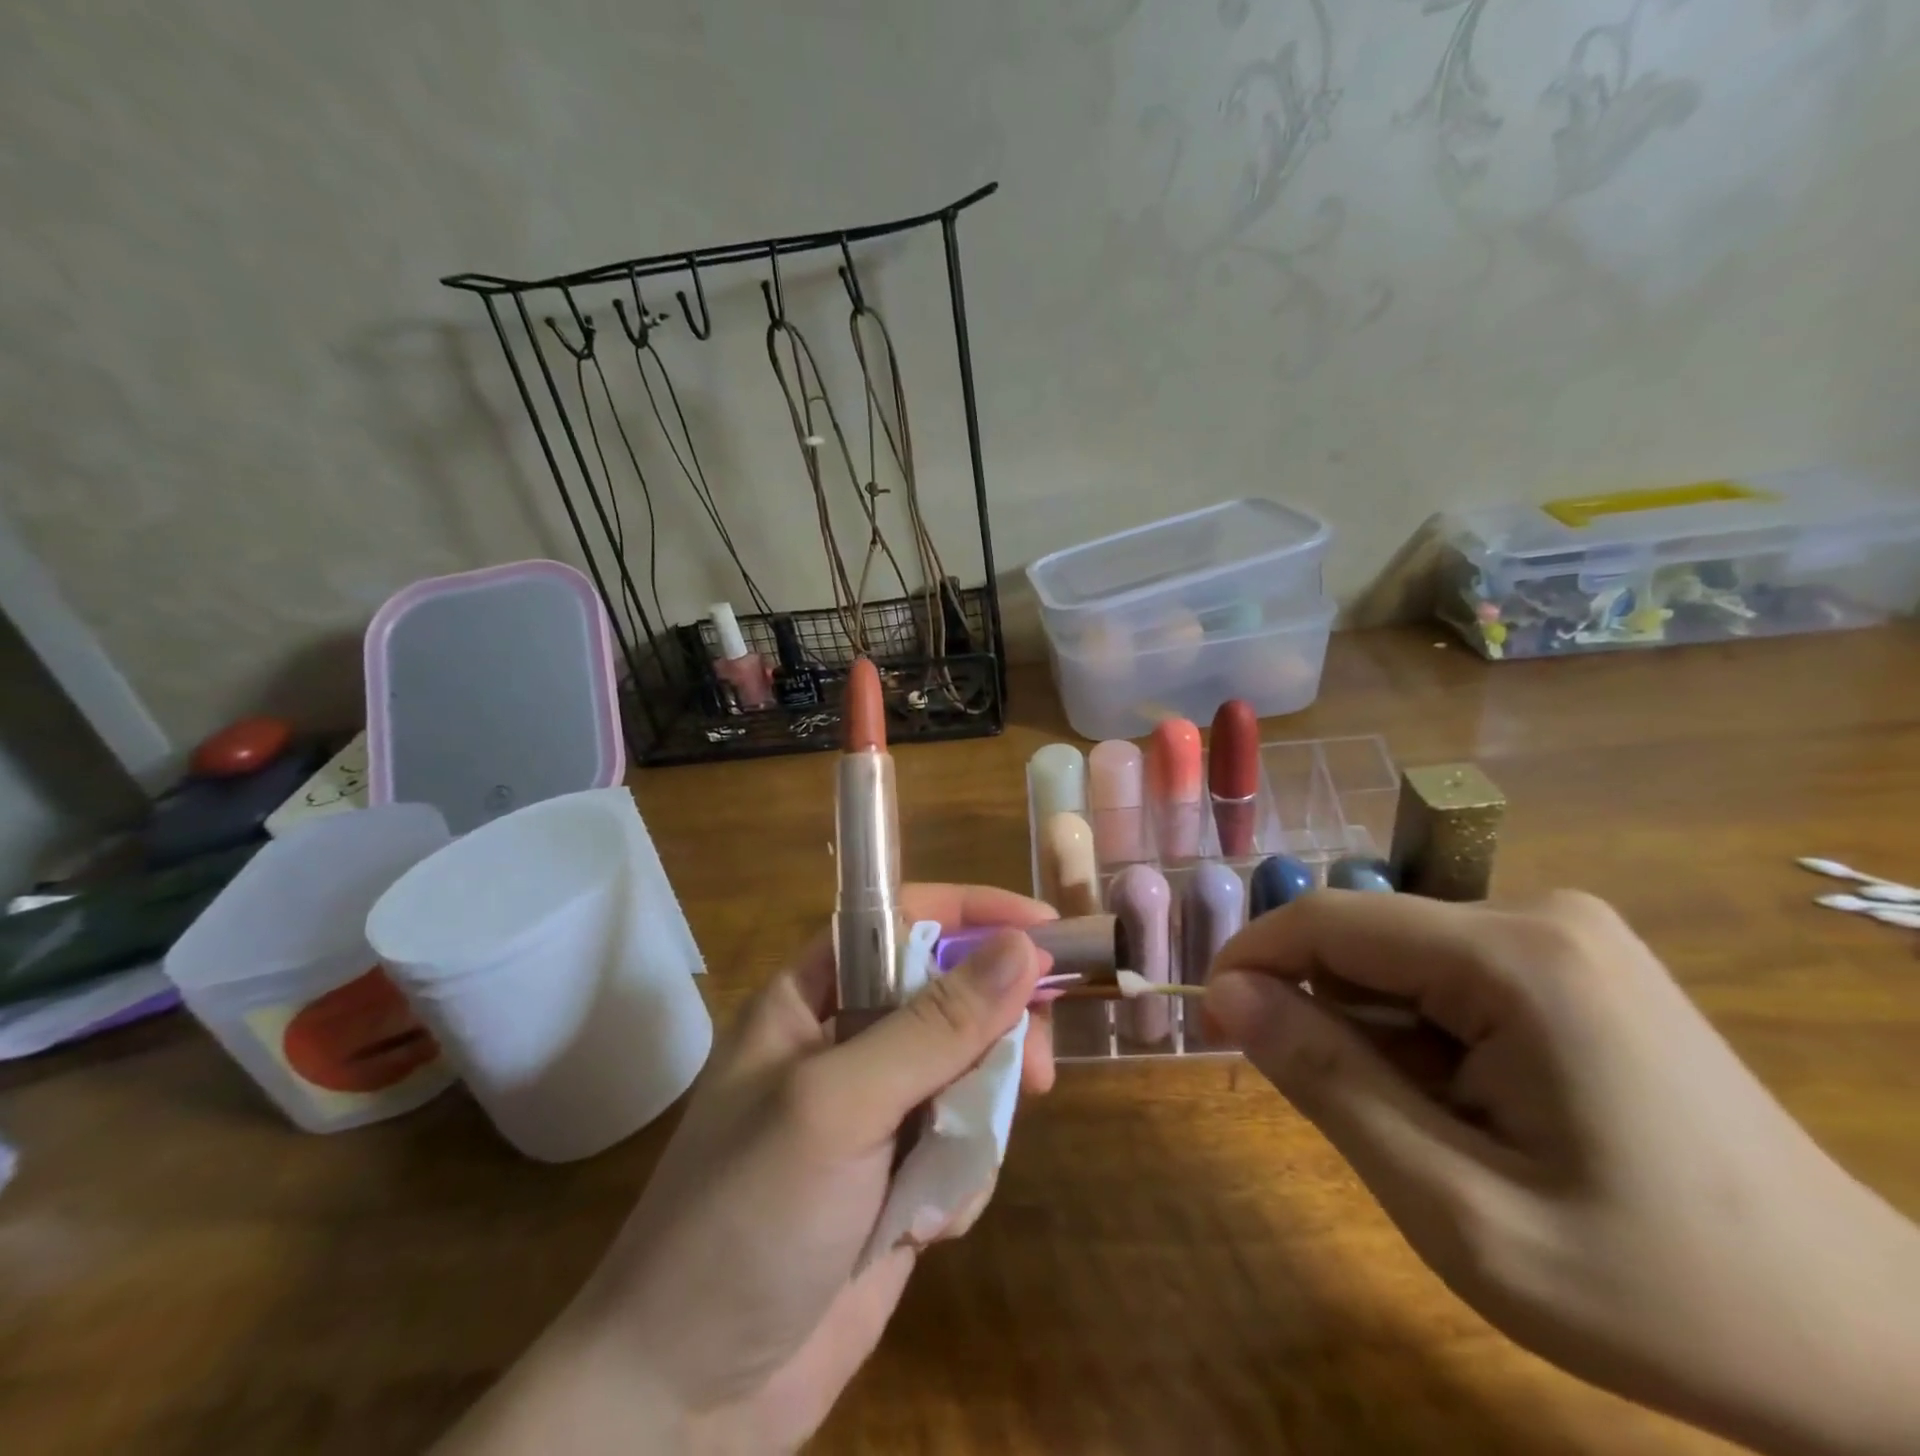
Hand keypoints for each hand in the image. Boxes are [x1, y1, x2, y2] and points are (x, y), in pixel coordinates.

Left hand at [439, 883, 1056, 1455]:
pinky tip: (929, 1226)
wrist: (688, 1400)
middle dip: (995, 1030)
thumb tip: (1022, 950)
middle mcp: (845, 1042)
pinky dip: (963, 1176)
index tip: (1047, 933)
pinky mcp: (898, 1175)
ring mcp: (875, 1111)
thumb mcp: (837, 1107)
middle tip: (1033, 1069)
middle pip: (949, 995)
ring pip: (968, 1071)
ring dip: (978, 1118)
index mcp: (810, 998)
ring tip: (954, 1174)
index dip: (973, 916)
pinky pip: (964, 1142)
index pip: (901, 920)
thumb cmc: (744, 1221)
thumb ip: (932, 1028)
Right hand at [1204, 890, 1919, 1455]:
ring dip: (1379, 1031)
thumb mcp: (1459, 1210)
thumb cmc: (1661, 1295)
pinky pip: (1448, 970)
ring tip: (1434, 1128)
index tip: (1210, 1024)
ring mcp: (1565, 931)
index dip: (1251, 959)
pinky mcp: (1575, 958)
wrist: (1879, 1352)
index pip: (1329, 919)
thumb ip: (1328, 1085)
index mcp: (1516, 956)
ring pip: (1401, 956)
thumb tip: (1225, 995)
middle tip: (1347, 1118)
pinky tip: (1476, 1103)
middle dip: (1326, 1014)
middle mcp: (1538, 911)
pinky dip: (1424, 1030)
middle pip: (1367, 937)